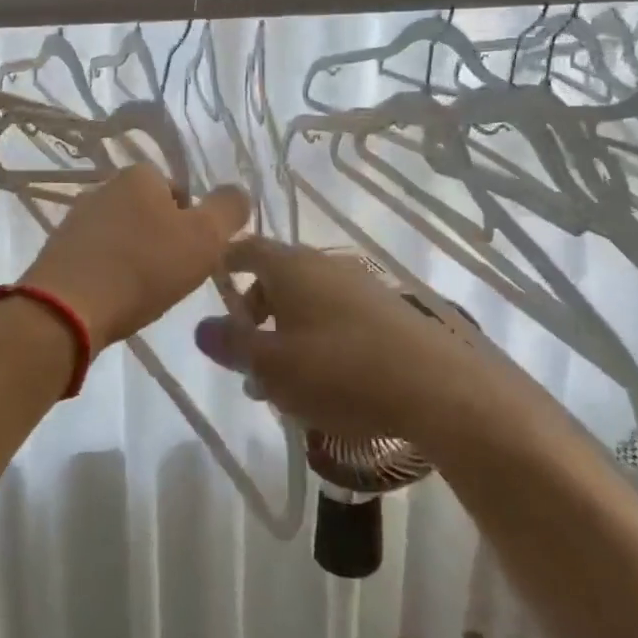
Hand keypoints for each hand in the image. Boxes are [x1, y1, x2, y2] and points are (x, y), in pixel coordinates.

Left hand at [21, 164, 250, 348]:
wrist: (67, 309)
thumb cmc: (143, 268)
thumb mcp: (204, 238)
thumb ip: (229, 209)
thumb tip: (238, 192)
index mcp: (139, 174)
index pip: (180, 192)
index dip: (193, 225)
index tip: (193, 257)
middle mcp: (104, 187)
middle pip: (151, 214)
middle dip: (163, 242)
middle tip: (171, 277)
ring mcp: (76, 218)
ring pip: (123, 236)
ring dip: (135, 259)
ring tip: (141, 293)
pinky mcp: (58, 250)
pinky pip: (98, 258)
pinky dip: (110, 274)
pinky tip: (114, 299)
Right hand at [192, 238, 469, 440]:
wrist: (437, 388)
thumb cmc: (339, 370)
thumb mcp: (272, 365)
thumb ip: (232, 345)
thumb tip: (201, 327)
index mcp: (291, 267)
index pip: (247, 249)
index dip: (225, 263)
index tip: (210, 284)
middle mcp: (324, 265)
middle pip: (276, 279)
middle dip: (254, 315)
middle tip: (244, 358)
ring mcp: (359, 287)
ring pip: (306, 303)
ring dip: (285, 335)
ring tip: (280, 384)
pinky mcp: (386, 312)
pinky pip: (335, 318)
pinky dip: (317, 341)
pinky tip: (322, 384)